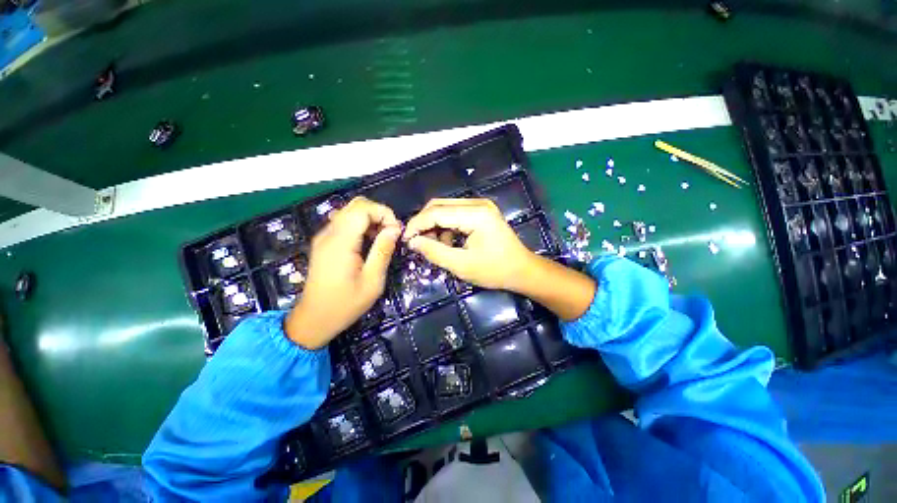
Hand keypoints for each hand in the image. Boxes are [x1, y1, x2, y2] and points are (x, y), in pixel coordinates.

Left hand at [286, 197, 401, 348]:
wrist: (314, 319)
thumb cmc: (346, 304)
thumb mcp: (372, 281)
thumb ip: (383, 251)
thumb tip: (395, 229)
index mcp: (340, 242)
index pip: (362, 209)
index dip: (384, 213)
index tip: (396, 231)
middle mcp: (329, 233)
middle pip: (355, 205)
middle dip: (379, 213)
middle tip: (391, 233)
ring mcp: (324, 236)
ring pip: (350, 211)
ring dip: (371, 219)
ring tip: (383, 238)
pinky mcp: (324, 242)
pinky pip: (345, 222)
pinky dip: (361, 225)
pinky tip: (369, 242)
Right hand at [402, 198, 536, 290]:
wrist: (522, 270)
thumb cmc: (495, 270)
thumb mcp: (461, 265)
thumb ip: (434, 252)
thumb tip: (412, 241)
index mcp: (475, 214)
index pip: (436, 212)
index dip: (417, 225)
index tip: (405, 240)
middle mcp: (477, 203)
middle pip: (439, 205)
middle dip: (424, 223)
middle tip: (417, 242)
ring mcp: (481, 206)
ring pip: (446, 208)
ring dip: (435, 225)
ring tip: (436, 246)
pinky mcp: (481, 211)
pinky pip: (455, 213)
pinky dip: (446, 226)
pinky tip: (449, 242)